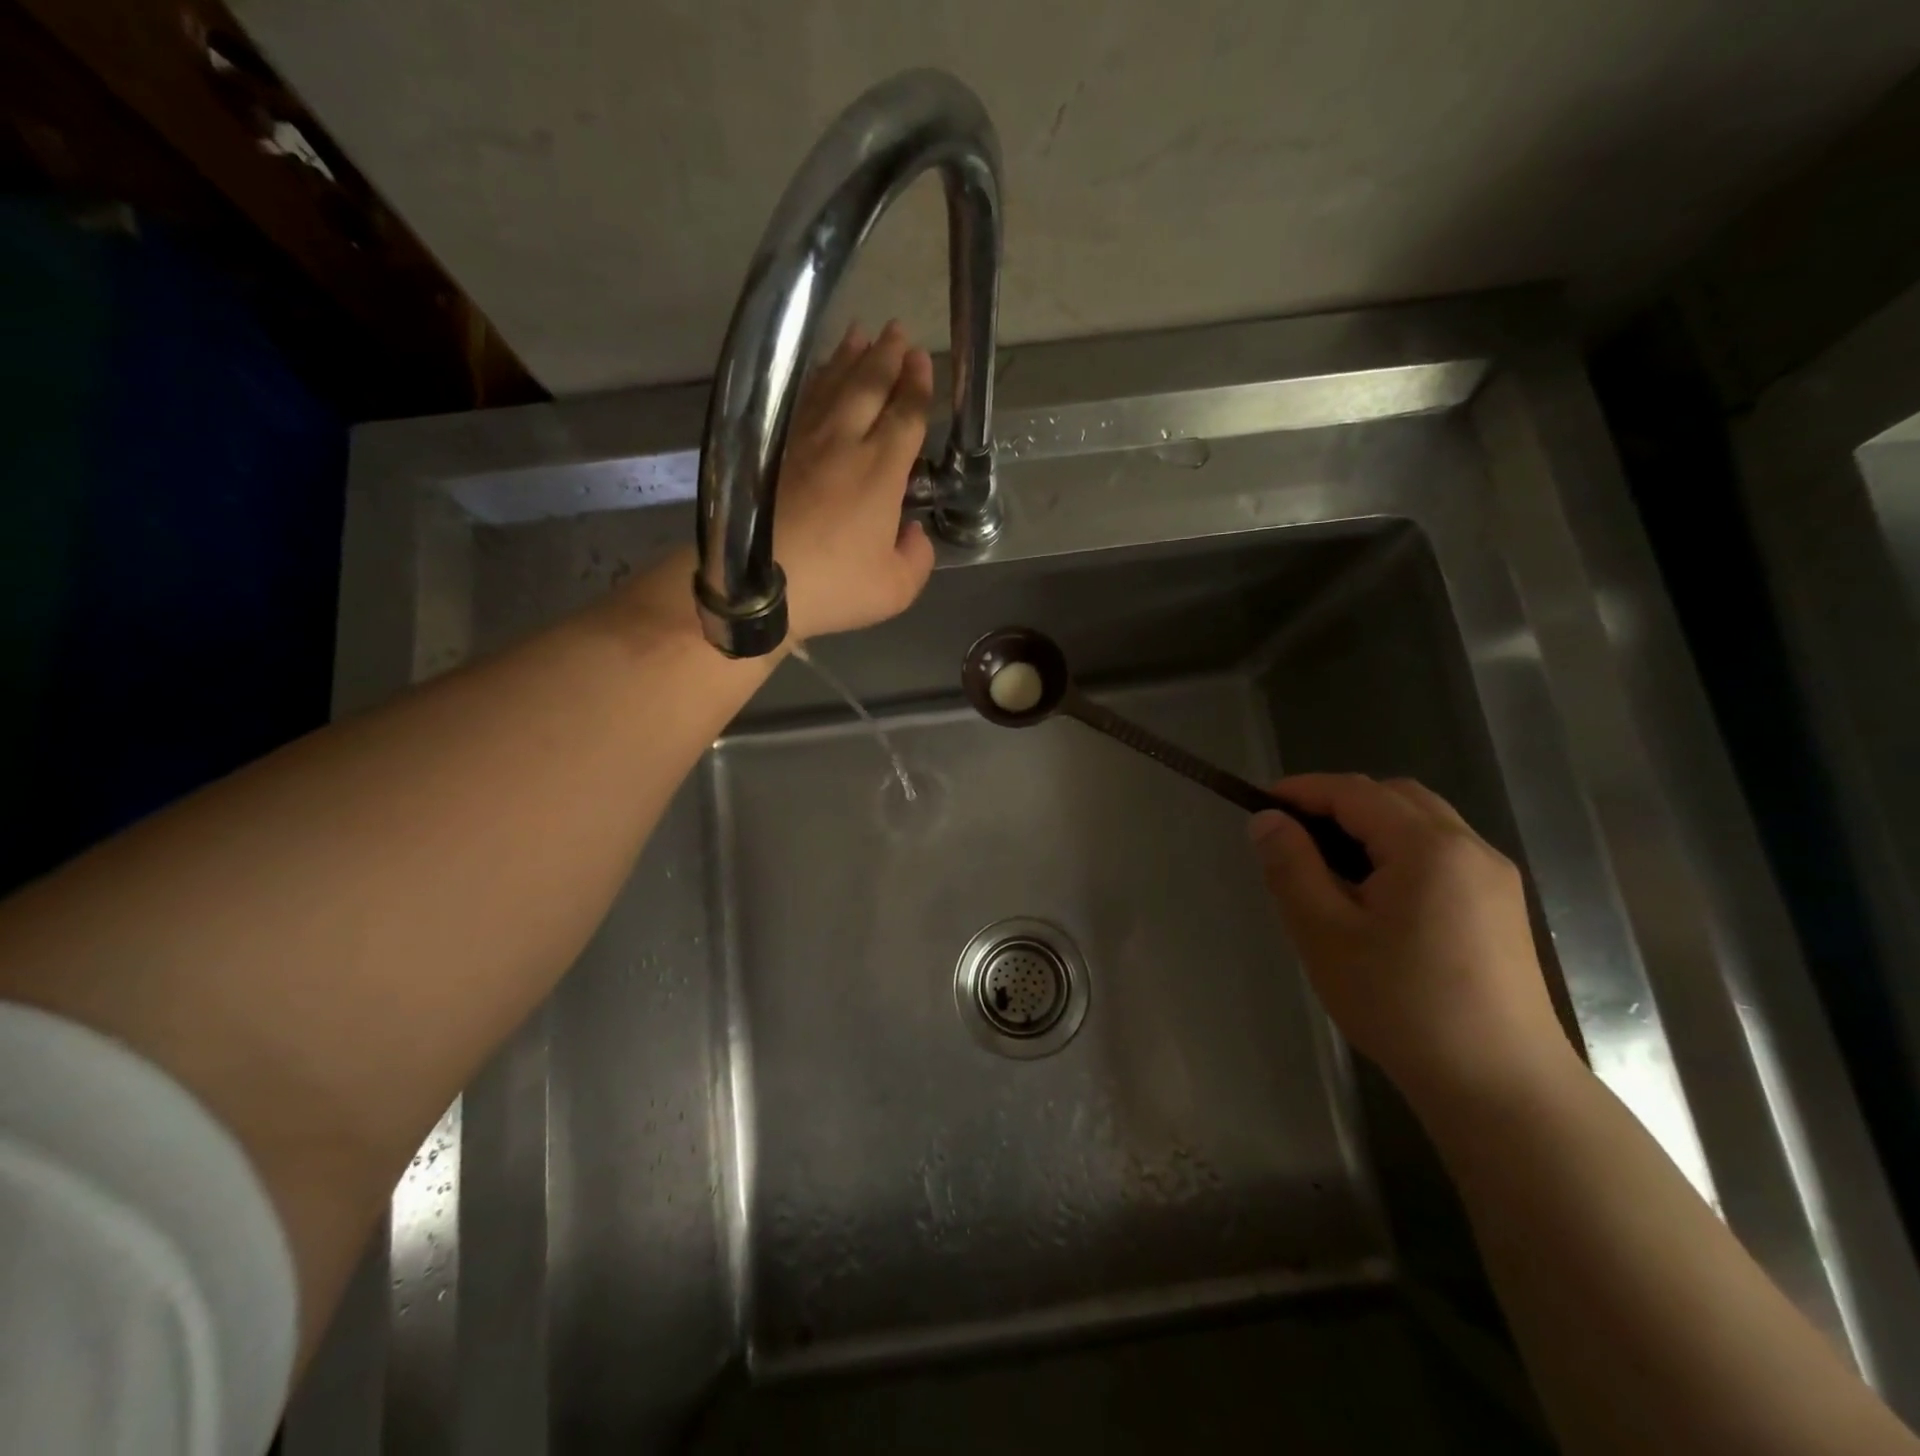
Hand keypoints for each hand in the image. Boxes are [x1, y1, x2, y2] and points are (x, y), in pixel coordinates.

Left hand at [775, 319, 936, 640]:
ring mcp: (804, 443)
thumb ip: (916, 558)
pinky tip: (820, 376)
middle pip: (868, 387)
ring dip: (849, 358)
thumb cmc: (833, 586)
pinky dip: (815, 381)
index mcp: (880, 472)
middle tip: (898, 332)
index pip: (905, 416)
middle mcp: (844, 444)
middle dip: (887, 357)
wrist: (755, 585)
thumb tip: (913, 533)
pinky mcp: (773, 451)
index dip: (917, 386)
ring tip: (862, 336)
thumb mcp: (895, 589)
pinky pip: (802, 402)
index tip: (922, 360)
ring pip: (831, 386)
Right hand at [1250, 773, 1573, 1104]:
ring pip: (1422, 823)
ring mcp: (1494, 877)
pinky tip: (1376, 897)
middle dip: (1338, 803)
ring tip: (1329, 867)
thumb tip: (1267, 820)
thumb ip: (1291, 867)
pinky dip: (1399, 850)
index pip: (1354, 792)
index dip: (1302, 790)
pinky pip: (1442, 852)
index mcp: (1428, 847)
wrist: (1501, 1086)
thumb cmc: (1401, 1005)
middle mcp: (1470, 848)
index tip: (1259, 804)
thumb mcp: (1324, 933)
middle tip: (1294, 837)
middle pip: (1394, 797)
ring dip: (1371, 826)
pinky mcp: (1501, 907)